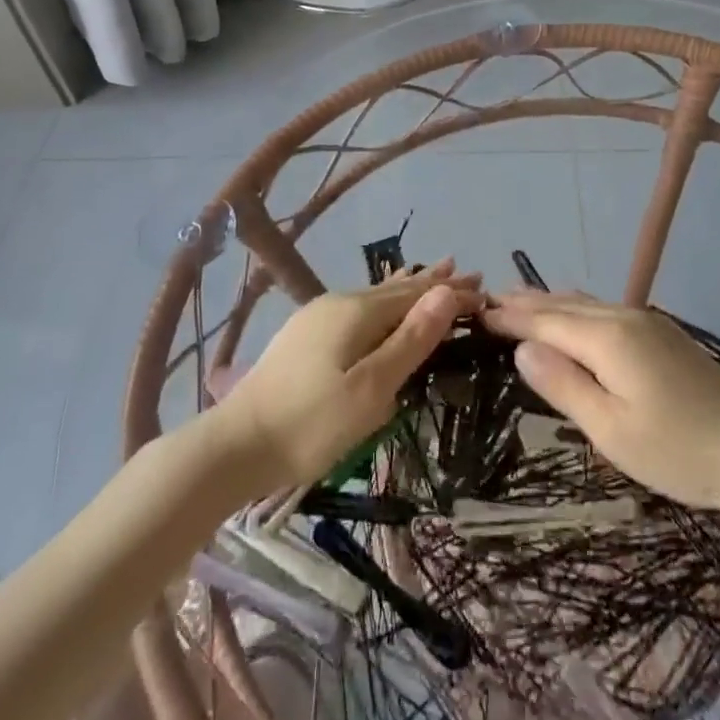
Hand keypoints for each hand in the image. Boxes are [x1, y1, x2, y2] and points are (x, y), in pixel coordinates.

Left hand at [216, 261, 482, 491]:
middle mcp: (338, 302)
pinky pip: (358, 309)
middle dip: (433, 284)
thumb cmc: (311, 424)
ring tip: (431, 275)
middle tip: (468, 273)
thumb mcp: (370, 389)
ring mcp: (317, 317)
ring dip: (407, 290)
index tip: (485, 289)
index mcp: (358, 311)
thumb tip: (446, 293)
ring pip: (375, 297)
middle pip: (396, 290)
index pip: (417, 295)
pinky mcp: (304, 336)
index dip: (451, 292)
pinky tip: (380, 306)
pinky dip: (383, 304)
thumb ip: (410, 341)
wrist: (235, 445)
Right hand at [483, 290, 719, 513]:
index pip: (546, 320)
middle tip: (488, 298)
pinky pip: (605, 309)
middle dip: (526, 301)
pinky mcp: (662, 334)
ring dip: (550, 301)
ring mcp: (647, 322)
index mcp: (607, 338)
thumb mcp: (610, 429)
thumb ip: (563, 384)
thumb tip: (523, 348)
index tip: (477, 311)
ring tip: (520, 297)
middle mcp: (624, 318)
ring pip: (586, 303)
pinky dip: (576, 307)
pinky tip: (573, 310)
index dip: (510, 317)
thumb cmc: (676, 450)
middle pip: (564, 304)